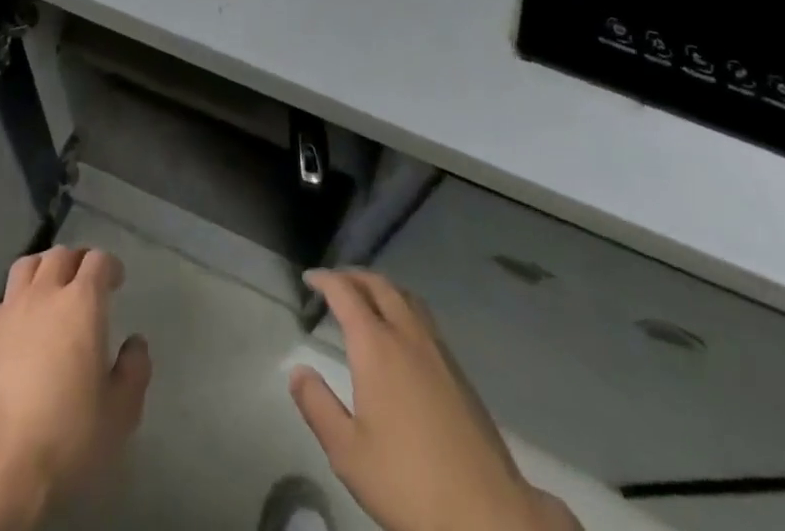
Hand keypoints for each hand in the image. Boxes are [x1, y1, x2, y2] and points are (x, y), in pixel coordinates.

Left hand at [0, 246, 151, 530]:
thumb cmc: (67, 437)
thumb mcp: (120, 413)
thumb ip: (134, 370)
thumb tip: (135, 343)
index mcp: (82, 303)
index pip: (97, 261)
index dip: (110, 266)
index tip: (116, 281)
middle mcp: (45, 295)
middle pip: (60, 255)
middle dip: (77, 261)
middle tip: (86, 280)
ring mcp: (9, 312)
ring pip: (27, 266)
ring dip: (43, 269)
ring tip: (51, 288)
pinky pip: (3, 301)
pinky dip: (16, 301)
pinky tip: (20, 325)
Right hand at [291, 269, 581, 530]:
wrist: (486, 513)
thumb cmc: (408, 481)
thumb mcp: (348, 453)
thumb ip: (318, 406)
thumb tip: (298, 371)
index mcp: (376, 346)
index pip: (345, 293)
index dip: (325, 279)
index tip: (309, 278)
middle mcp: (407, 334)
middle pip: (379, 285)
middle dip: (354, 277)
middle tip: (334, 283)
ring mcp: (438, 350)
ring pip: (406, 297)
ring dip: (381, 288)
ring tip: (366, 300)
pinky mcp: (458, 371)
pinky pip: (424, 319)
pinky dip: (403, 308)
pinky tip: (400, 335)